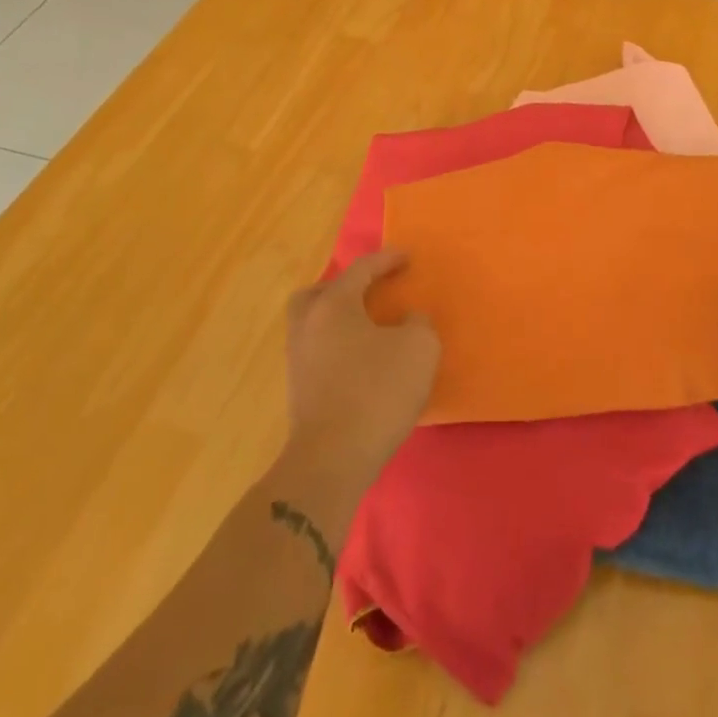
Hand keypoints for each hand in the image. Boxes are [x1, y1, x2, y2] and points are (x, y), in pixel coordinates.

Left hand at [283, 251, 439, 484]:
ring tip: (369, 328)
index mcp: (334, 305)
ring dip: (339, 320)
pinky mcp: (299, 391)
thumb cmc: (377, 391)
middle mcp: (308, 325)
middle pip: (318, 293)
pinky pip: (318, 352)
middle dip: (343, 287)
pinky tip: (362, 361)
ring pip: (314, 324)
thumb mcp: (419, 348)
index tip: (407, 257)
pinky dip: (338, 347)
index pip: (361, 269)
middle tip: (370, 292)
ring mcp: (298, 360)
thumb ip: (418, 323)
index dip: (387, 260)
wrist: (332, 459)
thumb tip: (408, 321)